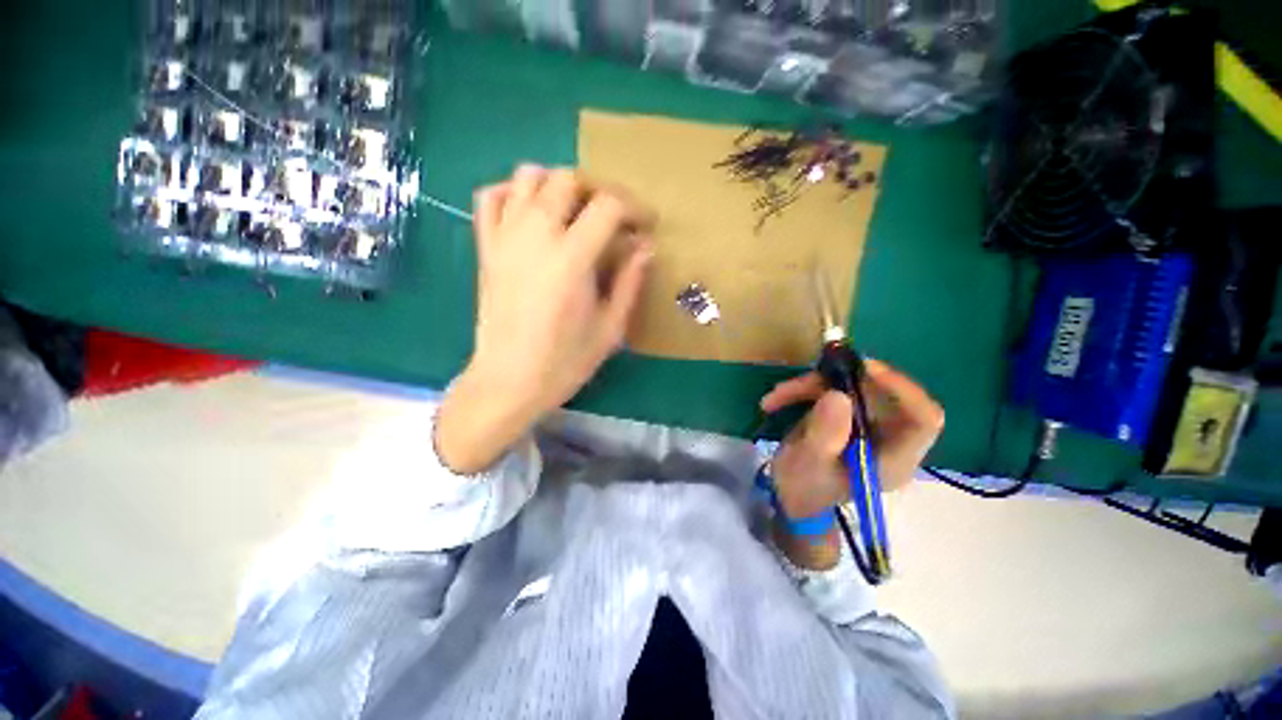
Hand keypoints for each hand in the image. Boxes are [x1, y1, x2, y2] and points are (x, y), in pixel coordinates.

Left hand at [436, 165, 656, 473]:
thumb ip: (630, 282)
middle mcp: (535, 236)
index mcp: (571, 259)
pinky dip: (514, 192)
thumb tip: (644, 247)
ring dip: (558, 185)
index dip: (635, 208)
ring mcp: (505, 238)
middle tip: (614, 220)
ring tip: (575, 212)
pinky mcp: (486, 248)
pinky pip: (491, 197)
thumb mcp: (610, 329)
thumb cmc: (564, 362)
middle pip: (568, 179)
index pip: (608, 206)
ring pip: (528, 176)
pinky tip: (531, 213)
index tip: (646, 225)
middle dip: (600, 192)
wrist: (508, 382)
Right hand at [759, 359, 943, 568]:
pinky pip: (829, 391)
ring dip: (811, 386)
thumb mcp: (809, 465)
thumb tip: (838, 395)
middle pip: (881, 394)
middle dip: (841, 381)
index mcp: (893, 459)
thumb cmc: (804, 490)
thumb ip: (825, 434)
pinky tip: (775, 400)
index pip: (923, 419)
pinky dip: (802, 391)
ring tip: (777, 396)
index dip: (902, 389)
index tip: (865, 369)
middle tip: (810, 375)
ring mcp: (864, 425)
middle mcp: (887, 438)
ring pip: (849, 388)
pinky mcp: (844, 416)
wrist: (790, 497)